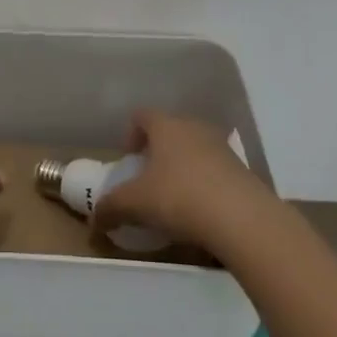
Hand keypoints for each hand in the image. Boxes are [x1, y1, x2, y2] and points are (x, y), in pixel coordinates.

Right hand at [91, 110, 271, 250]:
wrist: (242, 219)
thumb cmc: (179, 198)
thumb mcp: (135, 204)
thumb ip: (111, 208)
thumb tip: (94, 221)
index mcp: (166, 126)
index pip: (142, 115)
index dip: (131, 133)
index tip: (128, 158)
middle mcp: (195, 128)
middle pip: (171, 130)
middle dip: (157, 151)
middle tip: (148, 178)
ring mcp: (222, 148)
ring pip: (195, 149)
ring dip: (182, 167)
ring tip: (174, 196)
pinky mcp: (242, 171)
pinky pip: (215, 170)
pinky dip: (204, 183)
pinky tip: (200, 210)